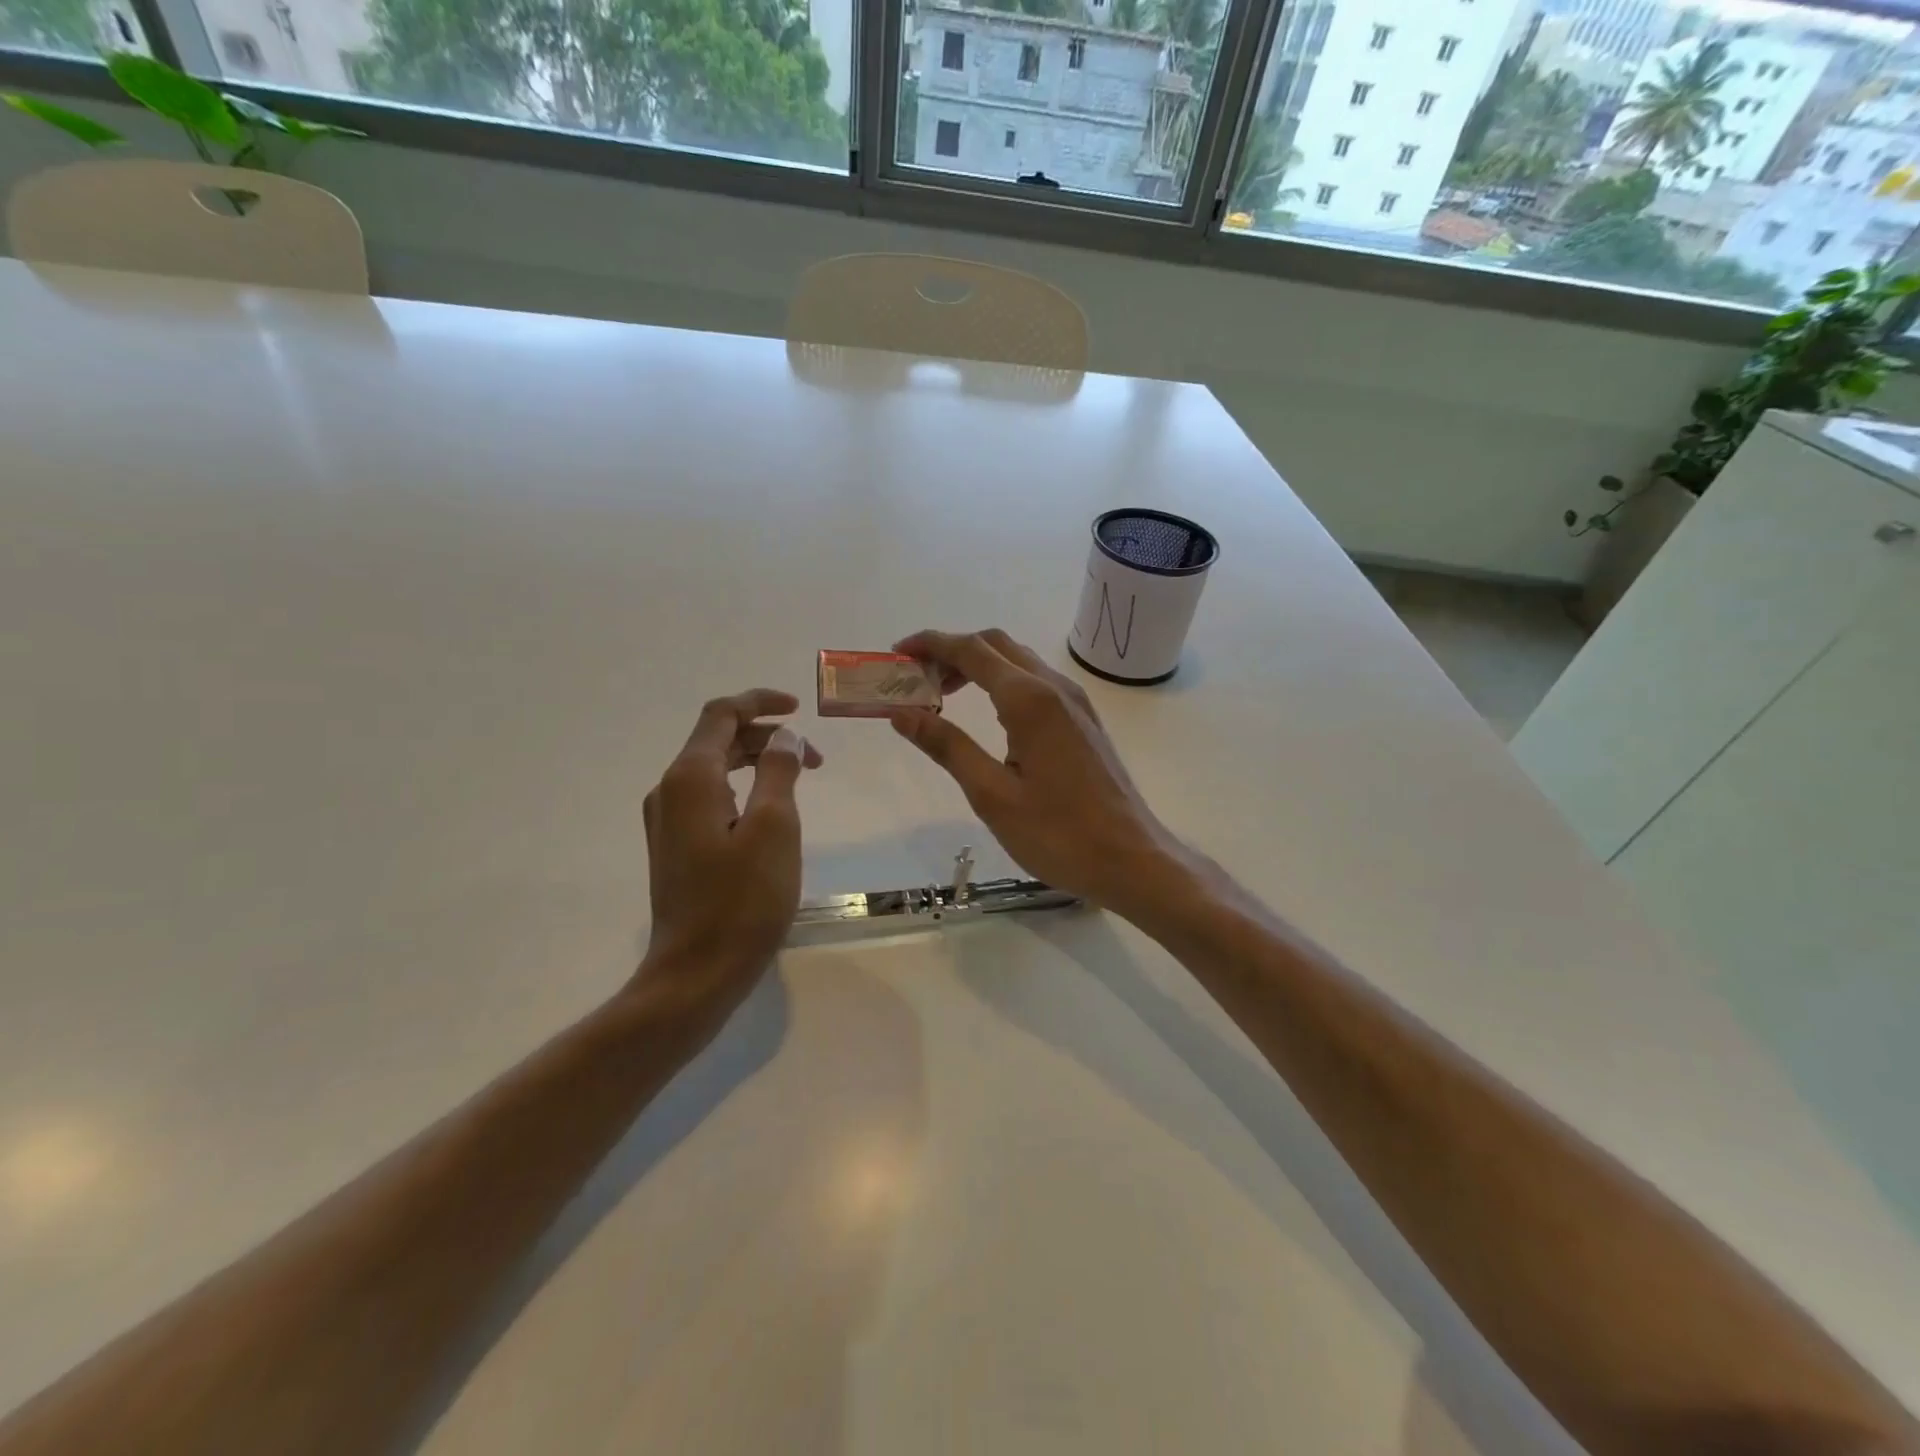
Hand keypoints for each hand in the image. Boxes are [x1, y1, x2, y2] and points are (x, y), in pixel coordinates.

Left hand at [636, 689, 822, 1015]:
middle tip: (815, 760)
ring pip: (713, 769)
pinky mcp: (674, 846)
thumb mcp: (774, 827)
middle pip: (717, 740)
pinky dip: (741, 789)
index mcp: (690, 778)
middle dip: (767, 738)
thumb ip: (779, 771)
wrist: (697, 972)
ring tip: (799, 782)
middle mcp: (669, 790)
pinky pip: (708, 797)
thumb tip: (784, 737)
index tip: (799, 708)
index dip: (760, 702)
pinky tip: (768, 812)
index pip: (722, 714)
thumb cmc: (743, 900)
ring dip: (756, 763)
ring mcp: (666, 820)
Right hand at [889, 629, 1188, 914]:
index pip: (971, 650)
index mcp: (1029, 699)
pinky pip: (1036, 682)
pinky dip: (1002, 682)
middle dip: (952, 651)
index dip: (930, 644)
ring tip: (942, 695)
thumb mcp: (991, 794)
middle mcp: (1054, 687)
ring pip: (1018, 661)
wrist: (1132, 859)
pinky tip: (987, 715)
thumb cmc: (1058, 833)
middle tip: (916, 679)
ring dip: (978, 665)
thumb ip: (947, 747)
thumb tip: (902, 713)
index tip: (897, 653)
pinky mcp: (1083, 720)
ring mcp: (1075, 702)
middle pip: (995, 645)